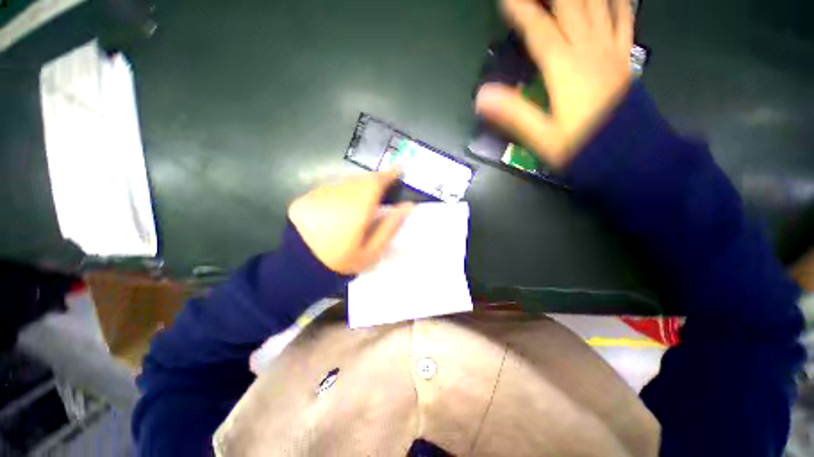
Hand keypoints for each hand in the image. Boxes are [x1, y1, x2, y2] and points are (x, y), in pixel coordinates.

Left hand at [288, 171, 413, 274]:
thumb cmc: (342, 261)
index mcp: (357, 208)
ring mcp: (319, 194)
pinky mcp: (306, 197)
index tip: (399, 170)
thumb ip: (390, 226)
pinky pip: (331, 188)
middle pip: (362, 179)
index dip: (389, 174)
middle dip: (375, 181)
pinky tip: (341, 208)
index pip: (376, 182)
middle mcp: (338, 194)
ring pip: (346, 182)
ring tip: (363, 201)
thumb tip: (408, 206)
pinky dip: (341, 193)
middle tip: (384, 188)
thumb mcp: (372, 251)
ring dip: (358, 187)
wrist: (300, 267)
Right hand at [476, 0, 633, 168]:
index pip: (539, 30)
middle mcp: (588, 50)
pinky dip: (618, 1)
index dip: (521, 11)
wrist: (627, 154)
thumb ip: (514, 113)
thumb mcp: (542, 136)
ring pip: (597, 4)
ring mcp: (609, 50)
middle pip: (570, 6)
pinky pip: (624, 19)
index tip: (506, 0)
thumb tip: (482, 96)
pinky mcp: (624, 57)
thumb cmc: (581, 146)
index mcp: (564, 69)